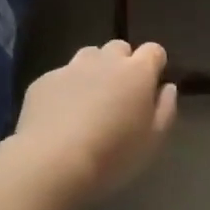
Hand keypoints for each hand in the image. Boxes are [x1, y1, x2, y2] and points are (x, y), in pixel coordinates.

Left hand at [13, 40, 177, 201]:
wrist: (52, 162)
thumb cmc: (113, 155)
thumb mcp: (153, 140)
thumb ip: (165, 109)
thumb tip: (166, 87)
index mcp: (137, 72)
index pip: (153, 51)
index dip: (154, 65)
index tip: (151, 85)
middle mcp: (105, 61)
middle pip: (119, 47)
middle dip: (123, 64)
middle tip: (120, 94)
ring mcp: (71, 68)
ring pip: (88, 56)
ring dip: (94, 70)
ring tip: (89, 100)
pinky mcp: (44, 81)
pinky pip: (61, 76)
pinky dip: (66, 88)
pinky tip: (60, 115)